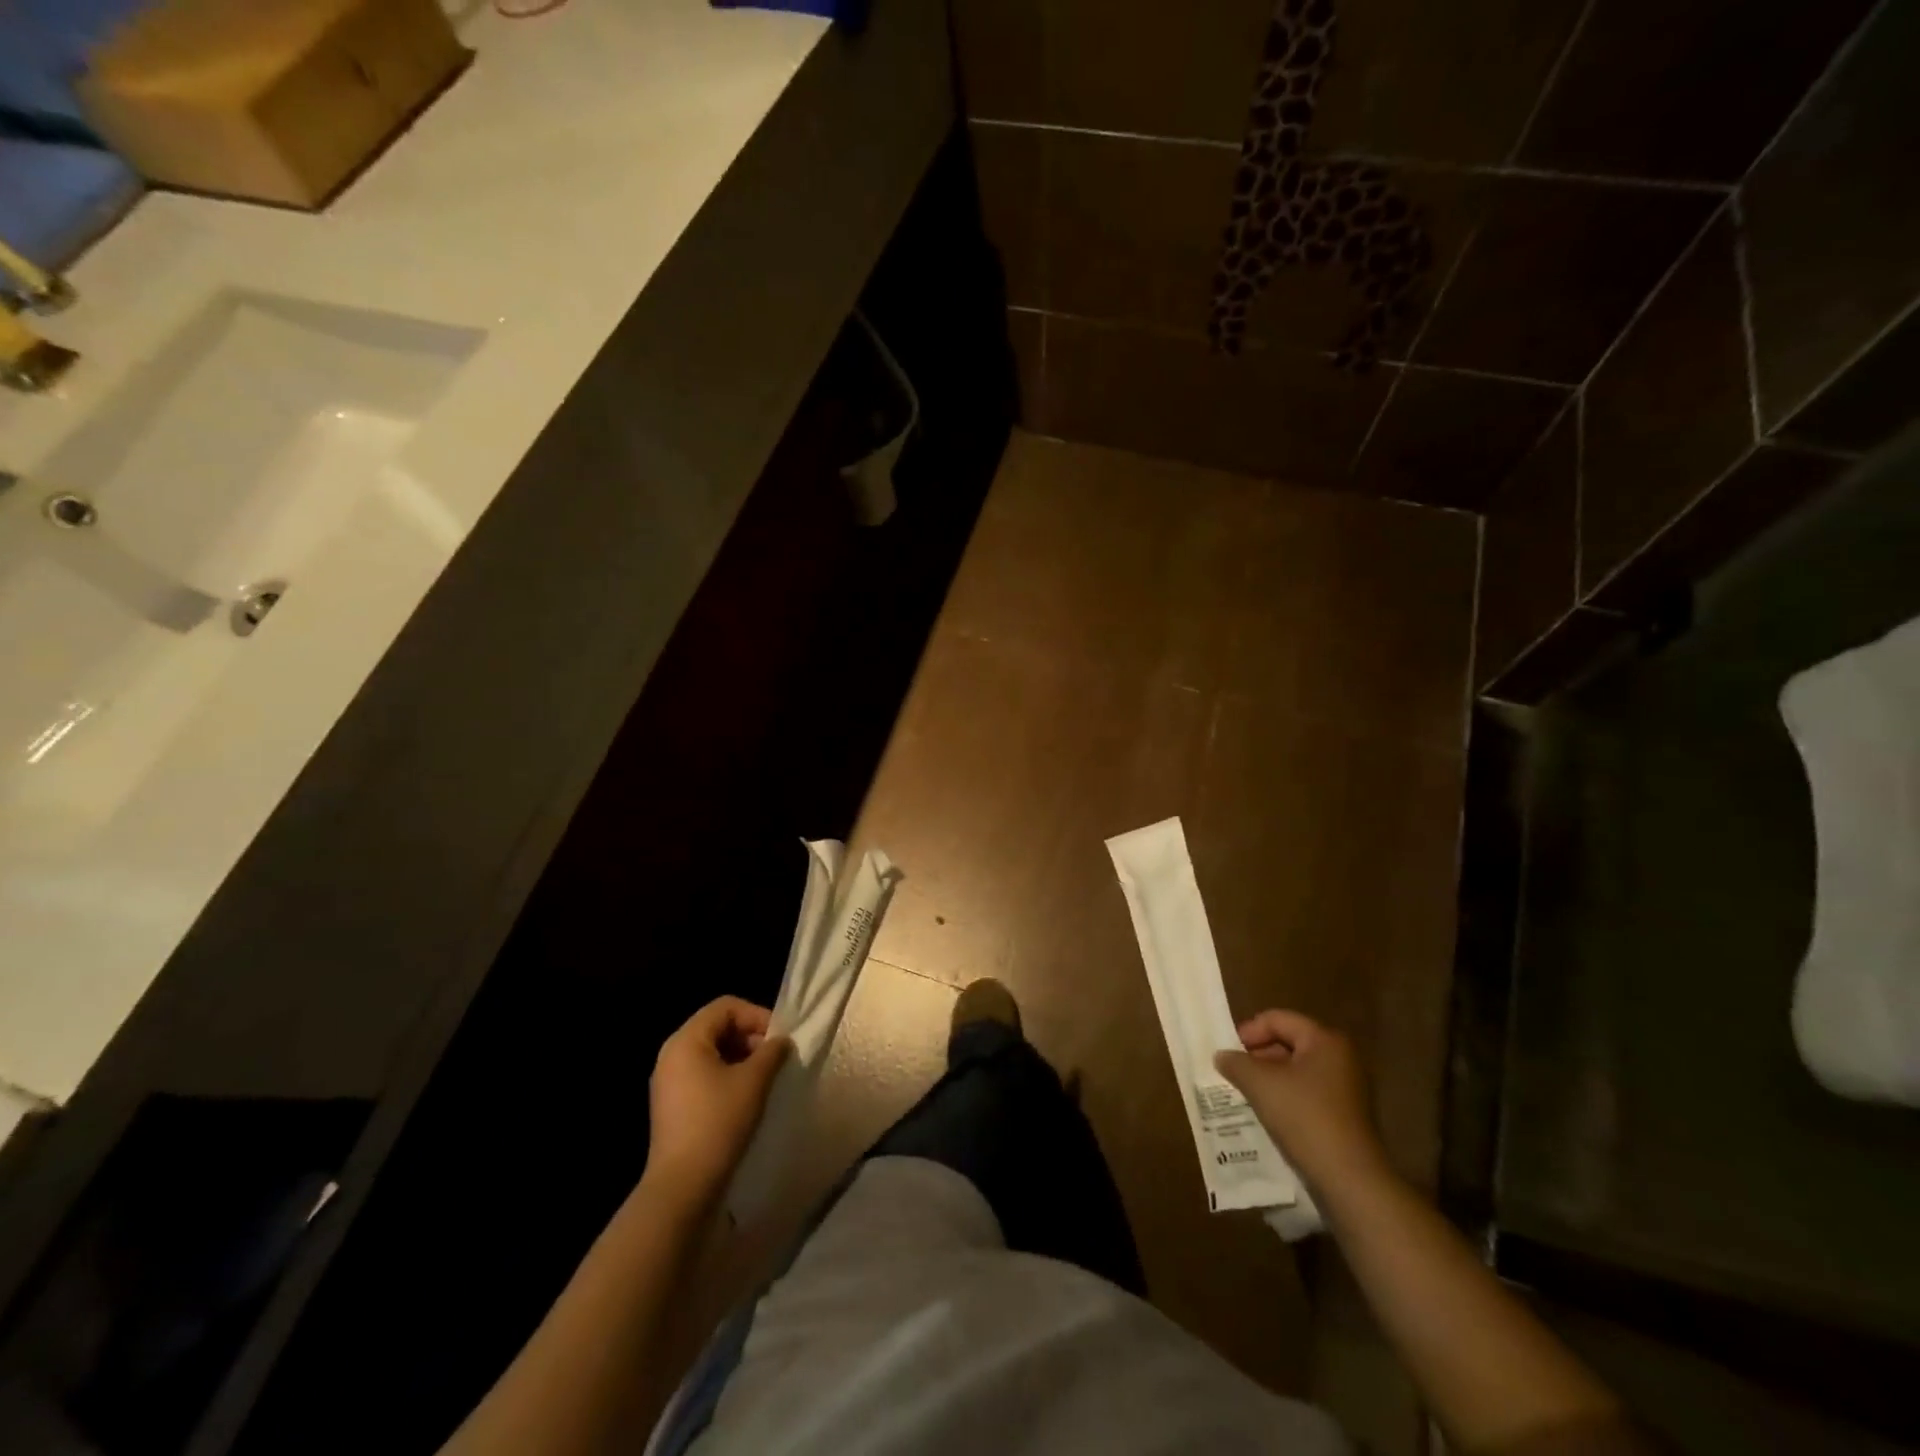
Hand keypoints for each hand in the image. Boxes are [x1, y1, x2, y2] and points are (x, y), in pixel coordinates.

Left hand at [645, 997, 789, 1206]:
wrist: (682, 1187)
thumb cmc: (718, 1123)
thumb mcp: (754, 1081)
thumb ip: (772, 1052)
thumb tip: (781, 1041)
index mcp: (686, 1040)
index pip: (726, 1006)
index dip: (757, 1016)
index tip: (780, 1039)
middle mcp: (672, 1055)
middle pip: (717, 1027)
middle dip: (750, 1037)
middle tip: (775, 1059)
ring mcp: (668, 1082)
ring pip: (712, 1053)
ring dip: (741, 1058)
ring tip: (765, 1079)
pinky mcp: (672, 1106)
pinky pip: (703, 1075)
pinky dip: (727, 1077)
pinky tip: (746, 1099)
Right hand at [1215, 1010, 1384, 1195]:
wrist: (1349, 1179)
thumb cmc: (1304, 1117)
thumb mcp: (1260, 1084)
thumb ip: (1236, 1063)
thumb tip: (1222, 1056)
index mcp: (1325, 1040)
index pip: (1278, 1019)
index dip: (1249, 1031)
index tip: (1229, 1052)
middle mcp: (1341, 1057)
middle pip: (1289, 1042)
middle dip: (1258, 1055)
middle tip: (1235, 1071)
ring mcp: (1347, 1087)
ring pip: (1297, 1069)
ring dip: (1270, 1077)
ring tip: (1247, 1092)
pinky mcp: (1346, 1114)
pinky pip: (1308, 1092)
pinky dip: (1286, 1095)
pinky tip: (1269, 1112)